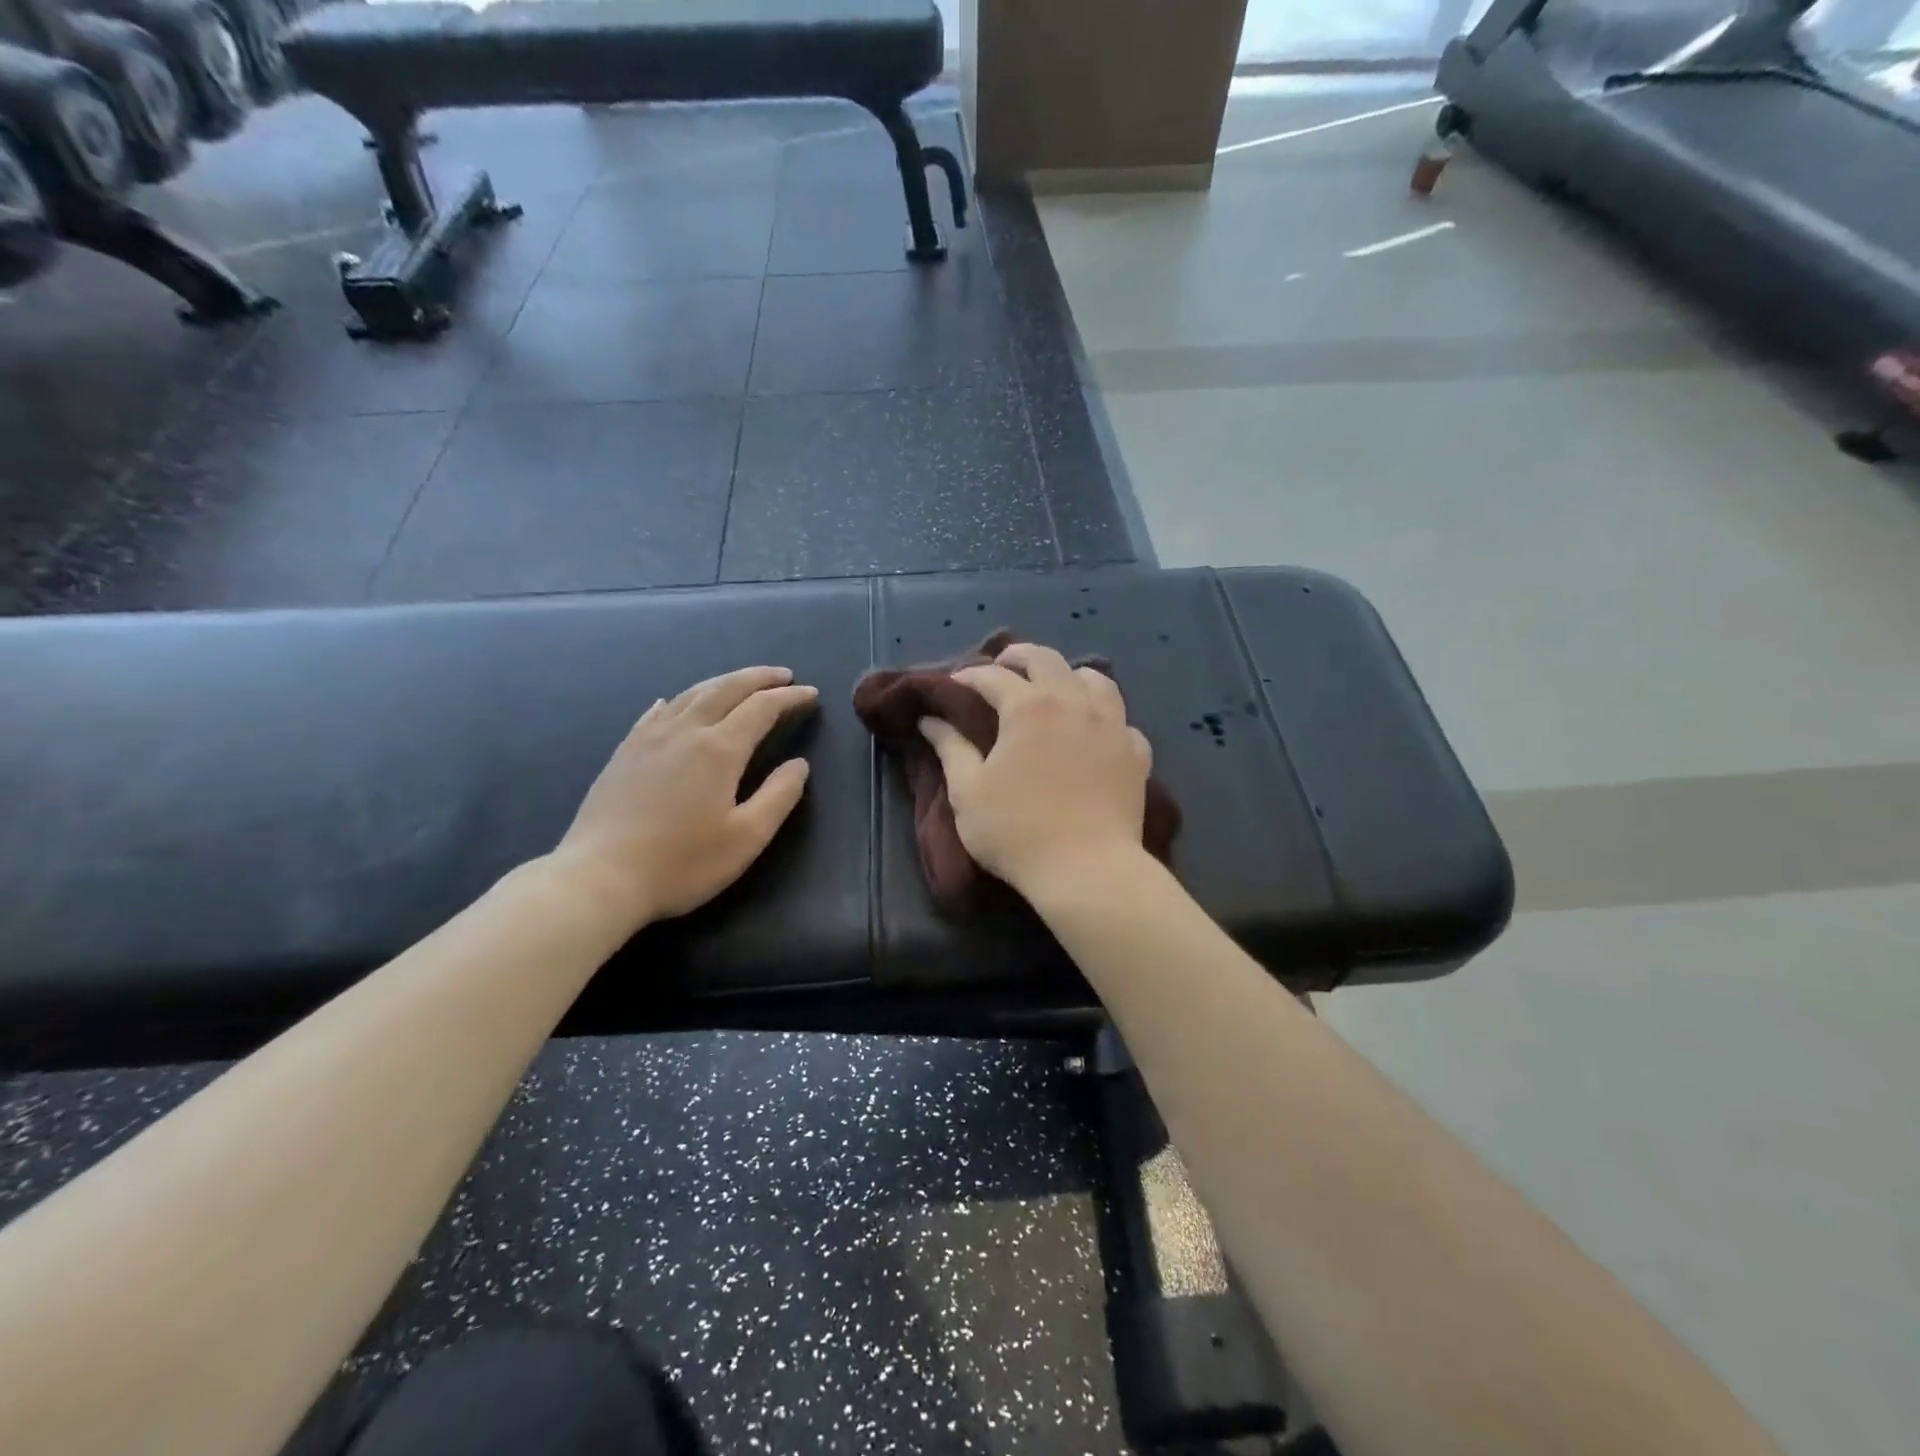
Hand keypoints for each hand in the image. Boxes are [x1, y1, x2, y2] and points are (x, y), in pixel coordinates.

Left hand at [552, 666, 817, 930]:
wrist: (600, 878)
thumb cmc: (682, 863)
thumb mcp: (746, 838)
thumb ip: (779, 796)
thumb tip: (799, 764)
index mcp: (719, 749)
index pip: (762, 708)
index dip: (789, 698)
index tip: (811, 694)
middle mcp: (685, 731)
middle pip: (726, 689)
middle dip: (758, 678)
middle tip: (783, 675)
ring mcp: (649, 738)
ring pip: (691, 694)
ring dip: (722, 682)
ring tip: (741, 683)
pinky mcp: (624, 753)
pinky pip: (655, 712)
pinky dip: (676, 700)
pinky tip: (672, 701)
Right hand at [919, 642, 1151, 899]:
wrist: (1087, 869)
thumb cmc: (1017, 830)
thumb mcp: (968, 791)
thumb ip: (949, 748)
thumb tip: (930, 719)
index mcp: (1029, 707)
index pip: (993, 676)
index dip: (968, 676)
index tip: (953, 685)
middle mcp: (1074, 702)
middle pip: (1047, 659)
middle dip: (1018, 656)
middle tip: (1002, 666)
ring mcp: (1113, 725)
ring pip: (1095, 679)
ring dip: (1069, 675)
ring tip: (1055, 688)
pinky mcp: (1137, 753)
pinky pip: (1122, 720)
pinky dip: (1104, 717)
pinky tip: (1095, 732)